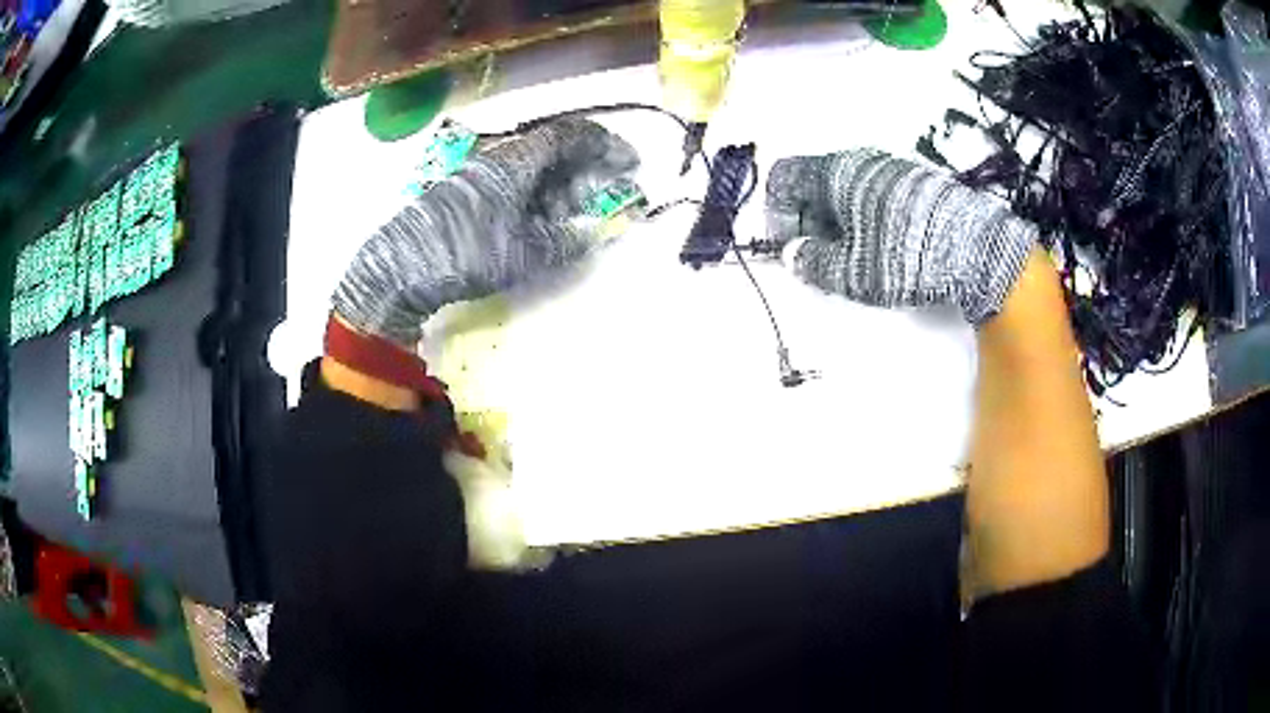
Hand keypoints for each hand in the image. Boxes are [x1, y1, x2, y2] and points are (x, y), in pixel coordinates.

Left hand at [333, 118, 638, 345]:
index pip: (567, 137)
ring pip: (531, 170)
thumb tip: (592, 235)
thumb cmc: (467, 252)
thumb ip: (565, 242)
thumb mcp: (524, 253)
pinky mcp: (466, 195)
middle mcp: (498, 159)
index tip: (628, 161)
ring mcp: (479, 176)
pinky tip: (541, 223)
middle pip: (551, 152)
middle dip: (584, 171)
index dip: (603, 145)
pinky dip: (536, 199)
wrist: (402, 267)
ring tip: (575, 216)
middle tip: (605, 194)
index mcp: (515, 162)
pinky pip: (513, 186)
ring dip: (560, 187)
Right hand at [765, 148, 1036, 324]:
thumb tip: (793, 254)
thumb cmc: (905, 256)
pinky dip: (865, 219)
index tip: (790, 247)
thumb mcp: (853, 270)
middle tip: (821, 259)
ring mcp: (891, 169)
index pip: (785, 178)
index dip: (778, 213)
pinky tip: (884, 247)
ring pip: (847, 190)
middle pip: (815, 184)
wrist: (978, 251)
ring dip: (839, 222)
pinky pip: (874, 195)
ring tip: (855, 258)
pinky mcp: (916, 184)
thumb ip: (815, 262)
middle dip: (809, 221)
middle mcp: (861, 162)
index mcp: (836, 172)